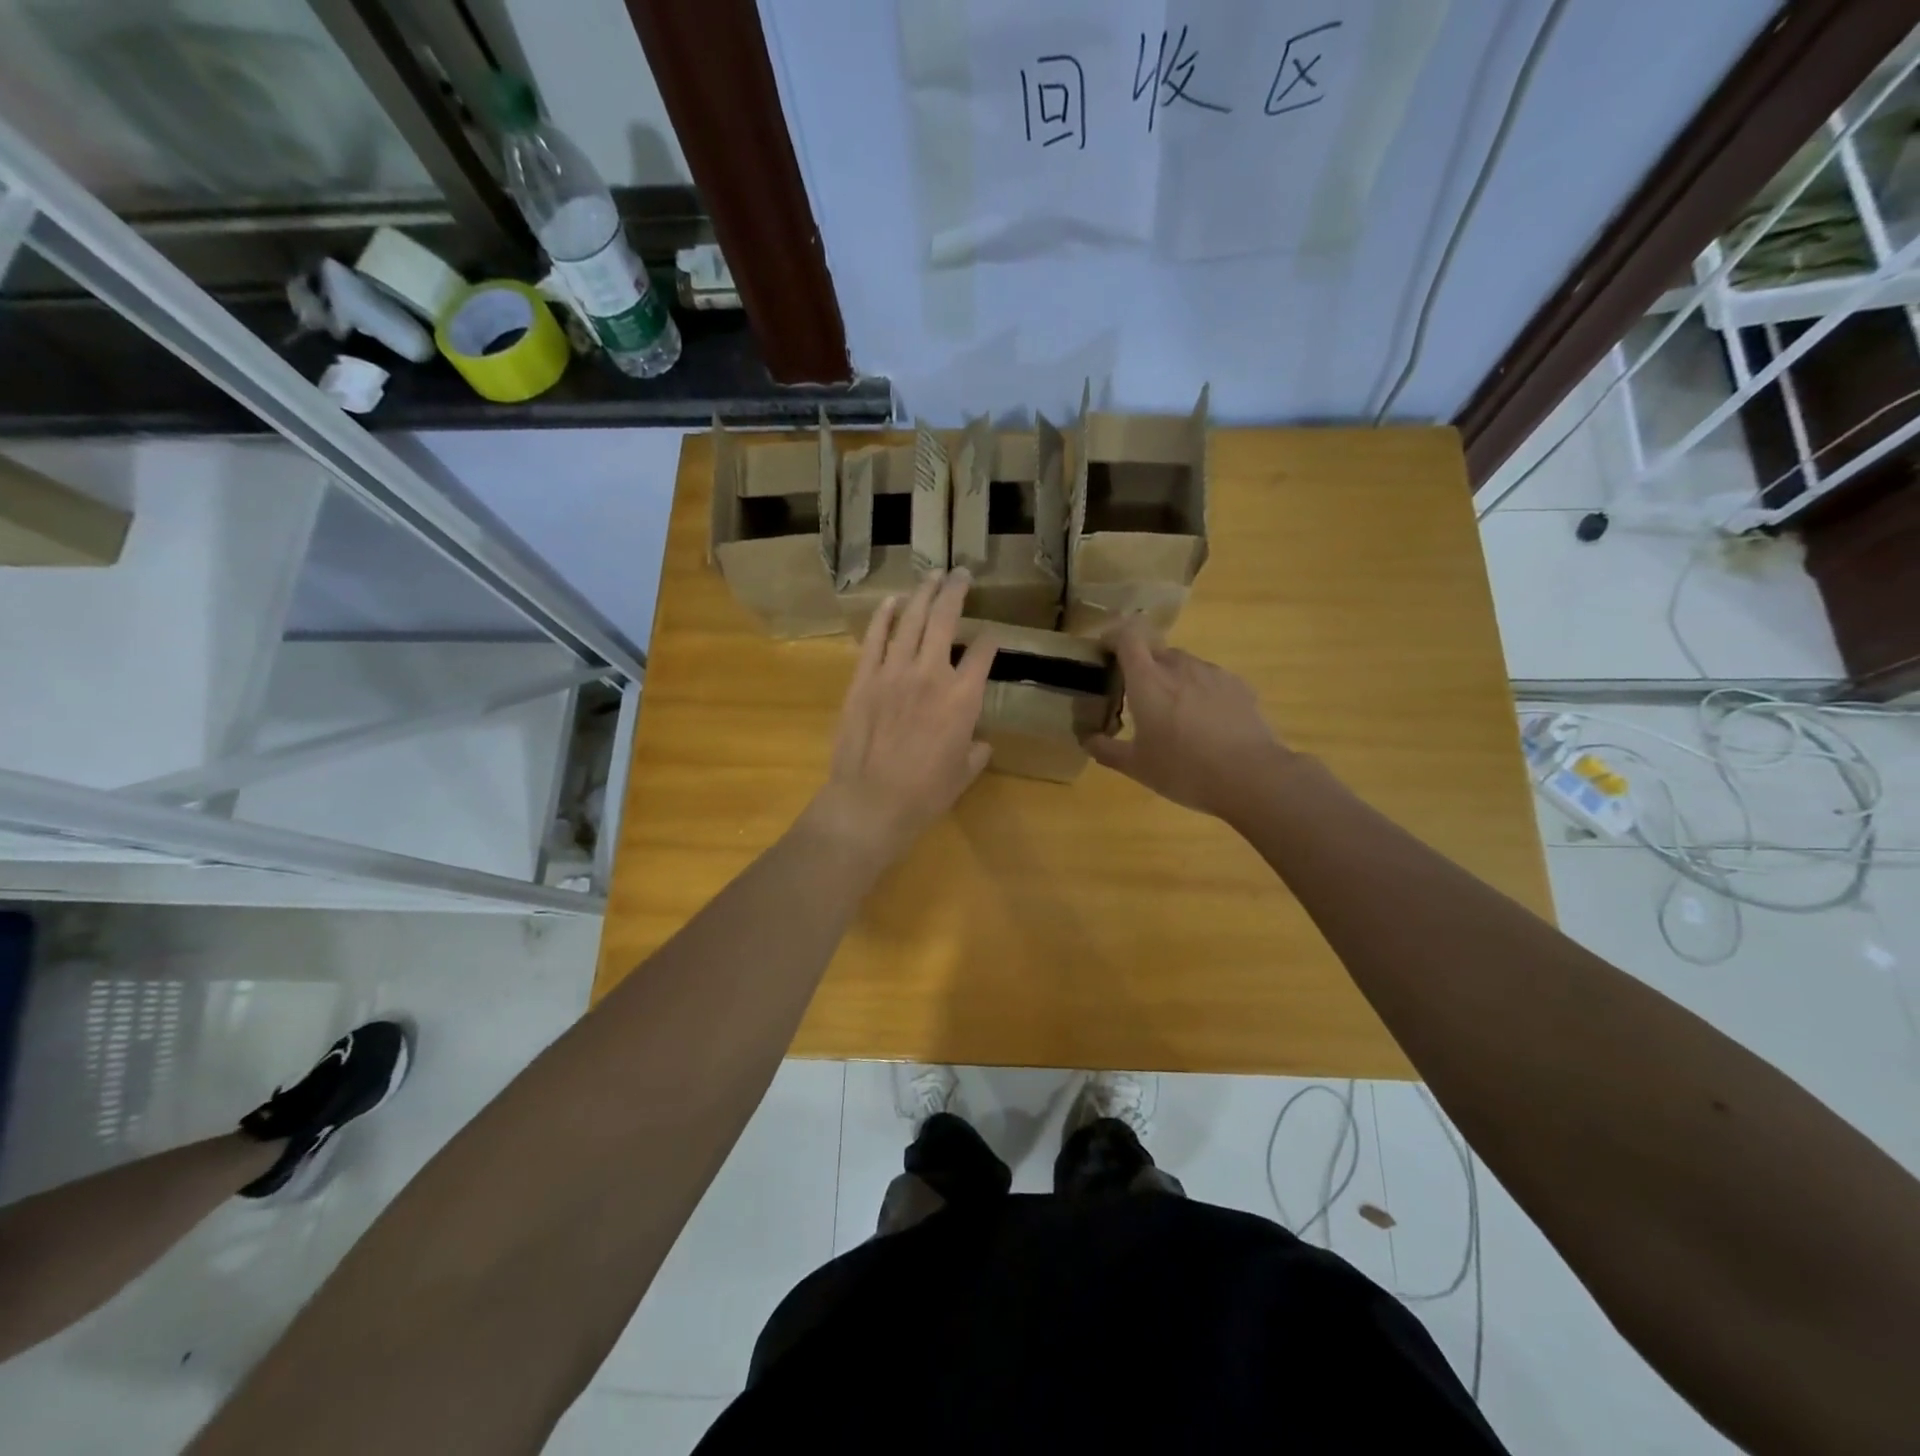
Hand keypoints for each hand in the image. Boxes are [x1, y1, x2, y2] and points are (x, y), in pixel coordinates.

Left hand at [803, 570, 996, 865]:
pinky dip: (885, 616)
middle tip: (960, 574)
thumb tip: (979, 741)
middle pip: (945, 620)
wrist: (870, 802)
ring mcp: (894, 672)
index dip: (991, 642)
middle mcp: (932, 674)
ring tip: (932, 576)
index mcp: (963, 699)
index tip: (992, 637)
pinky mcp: (864, 678)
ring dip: (923, 594)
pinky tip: (893, 600)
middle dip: (955, 592)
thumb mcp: (963, 774)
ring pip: (911, 620)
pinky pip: (876, 638)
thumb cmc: (924, 795)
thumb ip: (975, 750)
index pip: (984, 654)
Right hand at [1085, 617, 1292, 819]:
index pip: (1128, 637)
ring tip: (1175, 712)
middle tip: (1138, 695)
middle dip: (1143, 665)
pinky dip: (1200, 691)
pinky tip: (1205, 721)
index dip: (1114, 636)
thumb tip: (1087, 739)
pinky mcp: (1238, 686)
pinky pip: (1210, 679)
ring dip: (1173, 678)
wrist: (1250, 776)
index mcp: (1148, 680)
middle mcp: (1179, 667)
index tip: (1106, 651)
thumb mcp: (1137, 767)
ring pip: (1184, 664)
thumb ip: (1107, 750)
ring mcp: (1213, 674)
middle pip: (1156, 650)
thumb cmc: (1184, 769)